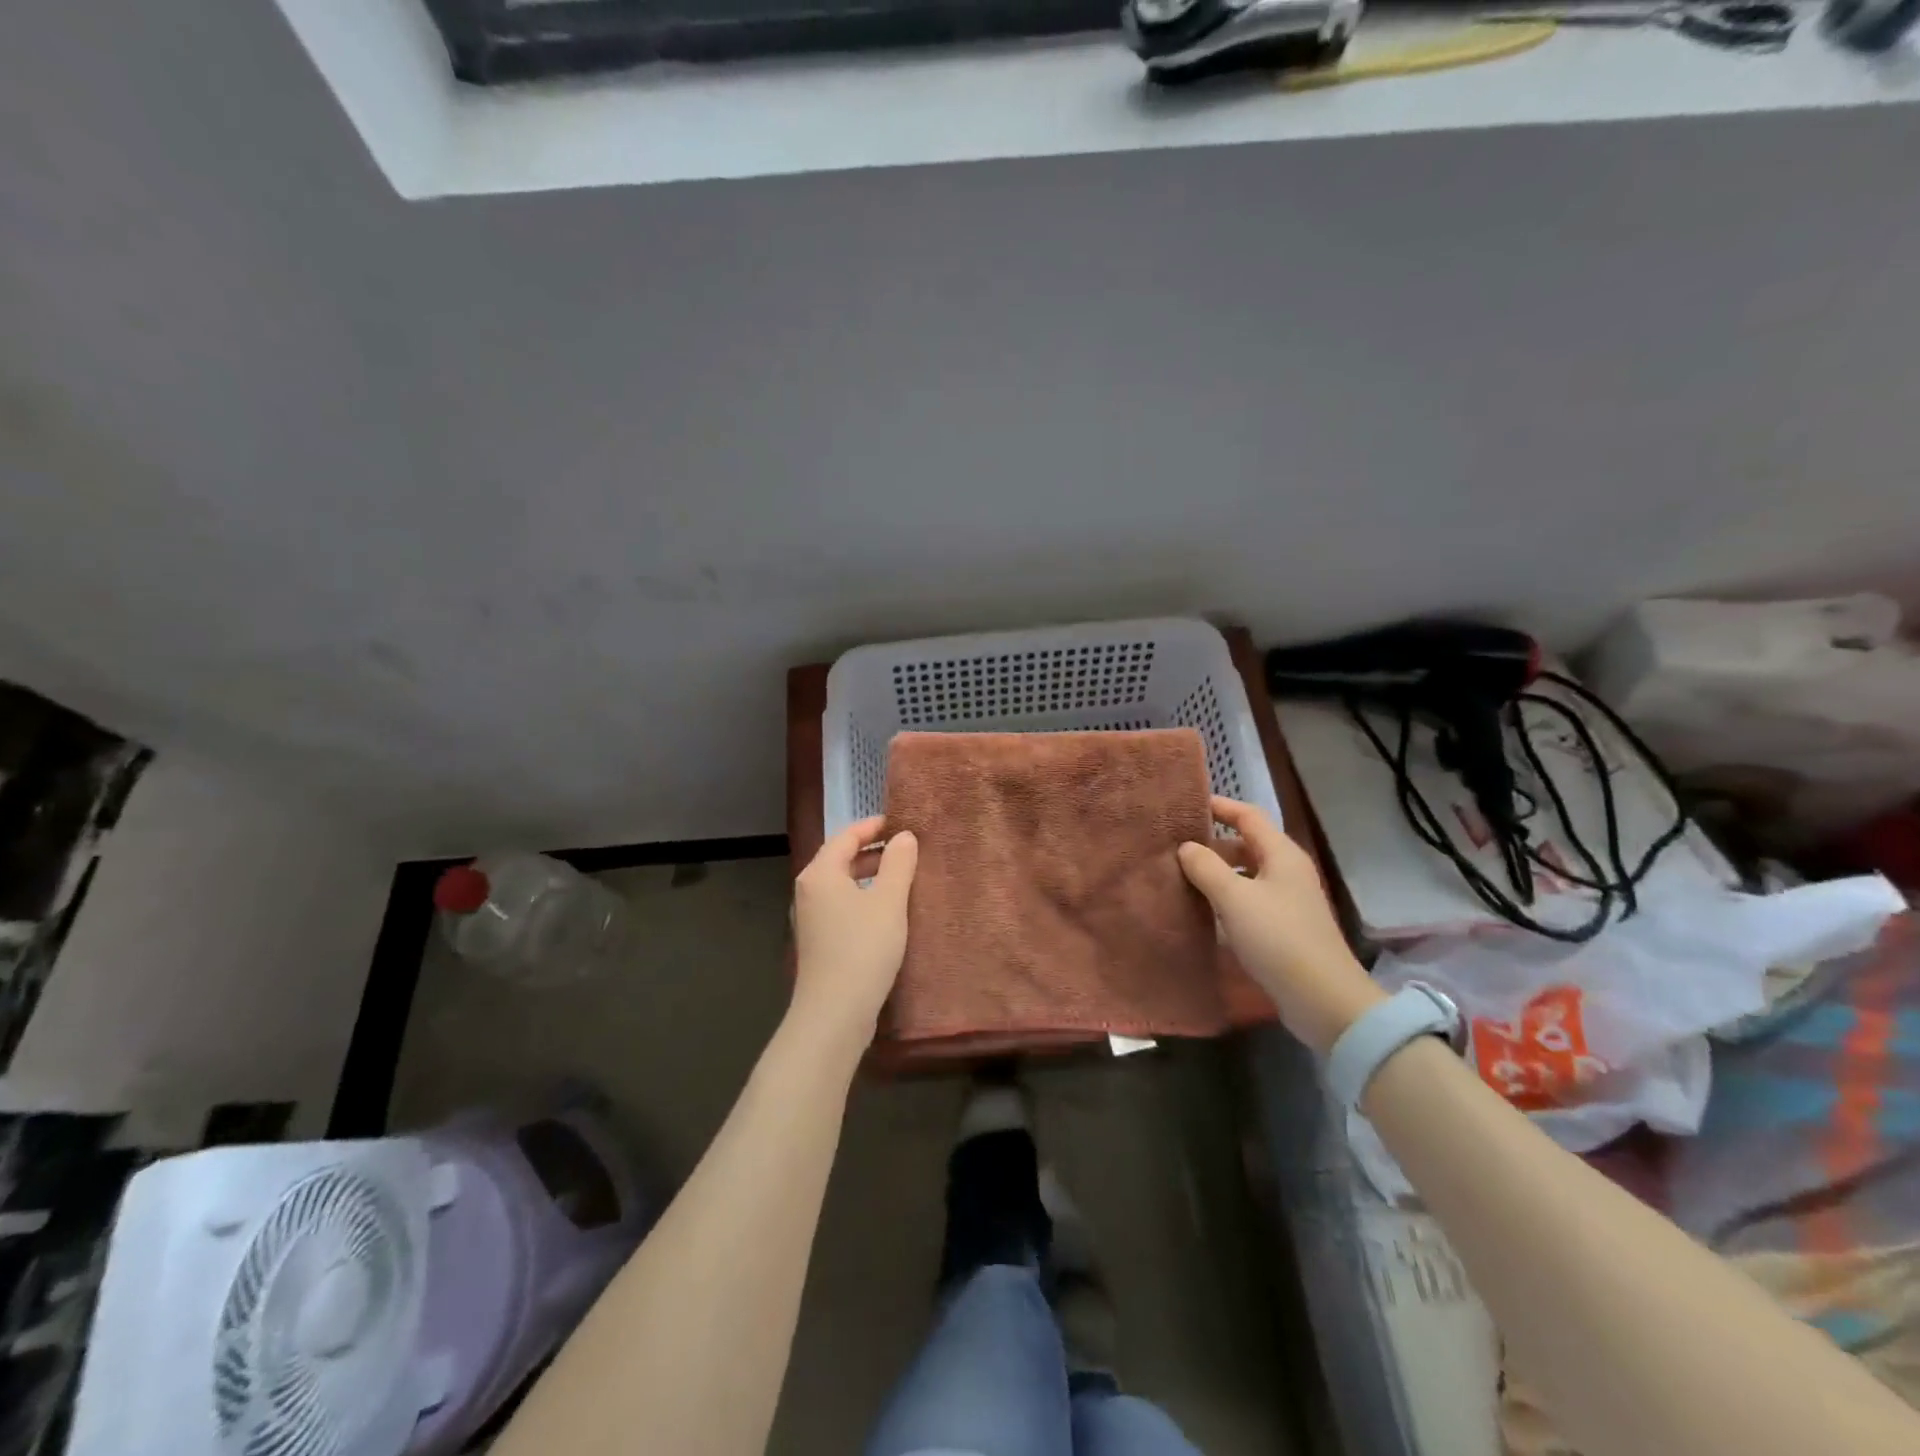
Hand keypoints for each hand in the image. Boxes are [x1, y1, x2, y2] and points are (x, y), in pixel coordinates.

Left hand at [791, 816, 918, 1046]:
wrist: (834, 1013)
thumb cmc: (862, 949)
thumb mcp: (889, 902)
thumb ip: (898, 864)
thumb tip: (904, 837)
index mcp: (820, 873)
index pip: (846, 835)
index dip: (874, 826)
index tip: (903, 823)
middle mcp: (809, 890)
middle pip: (841, 858)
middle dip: (874, 850)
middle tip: (908, 848)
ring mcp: (811, 917)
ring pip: (843, 884)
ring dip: (871, 876)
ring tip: (903, 877)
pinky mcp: (819, 941)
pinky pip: (842, 905)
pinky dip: (864, 898)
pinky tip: (887, 911)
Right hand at [1177, 796, 1383, 1056]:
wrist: (1323, 999)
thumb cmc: (1278, 938)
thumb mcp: (1234, 898)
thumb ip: (1206, 867)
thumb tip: (1186, 847)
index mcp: (1281, 854)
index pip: (1247, 816)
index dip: (1218, 807)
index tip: (1185, 806)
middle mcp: (1287, 871)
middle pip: (1246, 844)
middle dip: (1212, 843)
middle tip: (1174, 847)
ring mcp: (1288, 900)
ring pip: (1246, 874)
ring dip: (1217, 873)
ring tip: (1181, 877)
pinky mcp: (1284, 927)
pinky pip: (1249, 899)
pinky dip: (1226, 897)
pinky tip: (1203, 910)